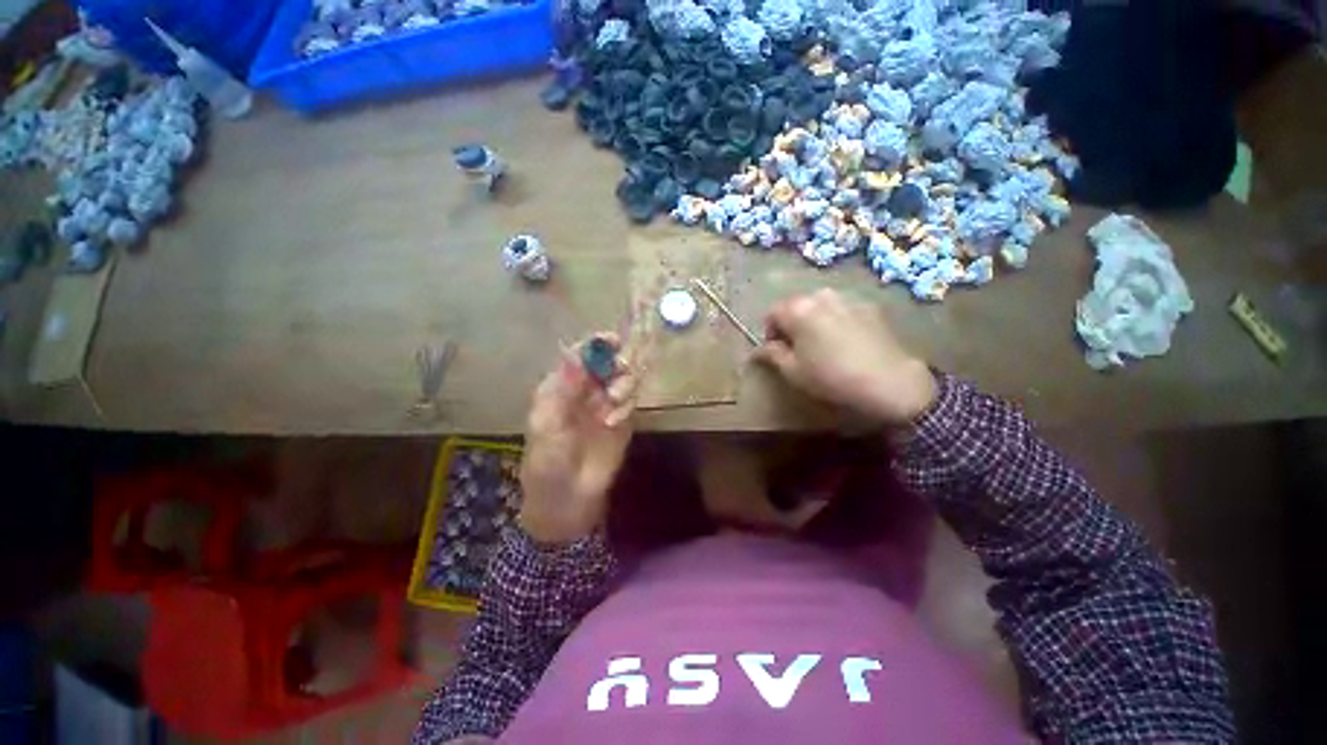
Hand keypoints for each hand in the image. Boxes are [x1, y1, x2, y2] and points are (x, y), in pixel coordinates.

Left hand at [518, 335, 637, 544]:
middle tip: (619, 372)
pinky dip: (628, 403)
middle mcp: (586, 389)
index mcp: (561, 386)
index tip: (611, 340)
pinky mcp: (623, 418)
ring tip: (614, 400)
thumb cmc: (547, 461)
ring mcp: (606, 403)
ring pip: (623, 378)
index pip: (581, 355)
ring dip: (624, 382)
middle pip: (607, 362)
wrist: (567, 497)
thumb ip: (562, 389)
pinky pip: (631, 400)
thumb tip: (573, 353)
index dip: (595, 344)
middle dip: (615, 362)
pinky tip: (614, 420)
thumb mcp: (547, 424)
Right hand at [753, 289, 936, 425]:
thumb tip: (758, 350)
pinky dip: (837, 321)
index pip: (772, 313)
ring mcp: (848, 298)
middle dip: (792, 324)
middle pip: (796, 306)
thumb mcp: (792, 371)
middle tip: (799, 349)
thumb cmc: (830, 376)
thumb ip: (772, 354)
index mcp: (798, 309)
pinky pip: (843, 310)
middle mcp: (821, 295)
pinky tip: (846, 343)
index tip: (777, 351)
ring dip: (815, 321)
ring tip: (823, 345)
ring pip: (820, 306)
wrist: (888, 381)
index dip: (770, 332)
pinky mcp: (870, 306)